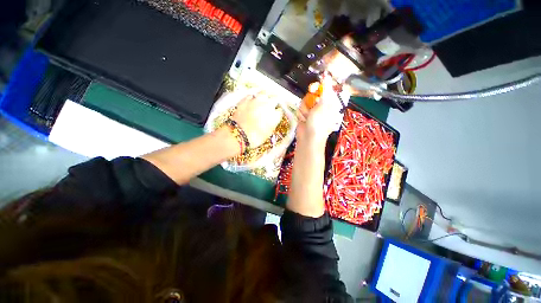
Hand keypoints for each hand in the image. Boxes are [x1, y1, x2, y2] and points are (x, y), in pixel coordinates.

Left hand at [231, 92, 282, 147]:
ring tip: (263, 101)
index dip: (277, 113)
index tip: (275, 116)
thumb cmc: (255, 138)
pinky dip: (252, 98)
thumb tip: (271, 121)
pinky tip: (251, 102)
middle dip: (273, 103)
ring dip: (265, 97)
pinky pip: (251, 96)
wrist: (239, 134)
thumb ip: (272, 124)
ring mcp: (256, 101)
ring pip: (264, 93)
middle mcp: (268, 105)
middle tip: (270, 107)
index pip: (280, 111)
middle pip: (275, 99)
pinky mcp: (246, 100)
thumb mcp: (268, 133)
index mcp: (275, 115)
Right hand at [296, 76, 343, 142]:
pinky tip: (303, 120)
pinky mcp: (304, 114)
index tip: (313, 88)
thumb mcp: (324, 104)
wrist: (308, 138)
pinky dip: (301, 114)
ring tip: (307, 117)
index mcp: (330, 101)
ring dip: (304, 109)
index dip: (318, 87)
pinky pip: (300, 108)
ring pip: (304, 101)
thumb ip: (325, 88)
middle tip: (310, 105)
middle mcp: (321, 105)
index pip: (324, 88)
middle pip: (312, 93)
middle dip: (309, 100)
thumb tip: (327, 74)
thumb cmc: (319, 122)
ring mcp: (312, 110)